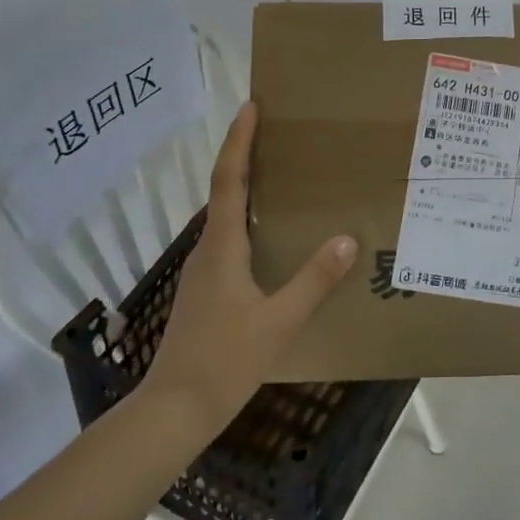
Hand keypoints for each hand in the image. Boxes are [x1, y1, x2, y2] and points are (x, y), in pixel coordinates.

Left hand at [139, 102, 356, 438]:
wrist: (173, 411)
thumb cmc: (225, 361)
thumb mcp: (279, 322)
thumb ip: (313, 281)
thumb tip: (347, 241)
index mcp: (222, 248)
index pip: (229, 181)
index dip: (238, 142)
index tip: (250, 108)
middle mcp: (207, 251)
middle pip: (224, 192)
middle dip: (245, 157)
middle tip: (276, 134)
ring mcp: (202, 273)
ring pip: (225, 219)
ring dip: (246, 190)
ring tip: (281, 179)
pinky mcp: (204, 293)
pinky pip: (228, 242)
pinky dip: (247, 222)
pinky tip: (270, 240)